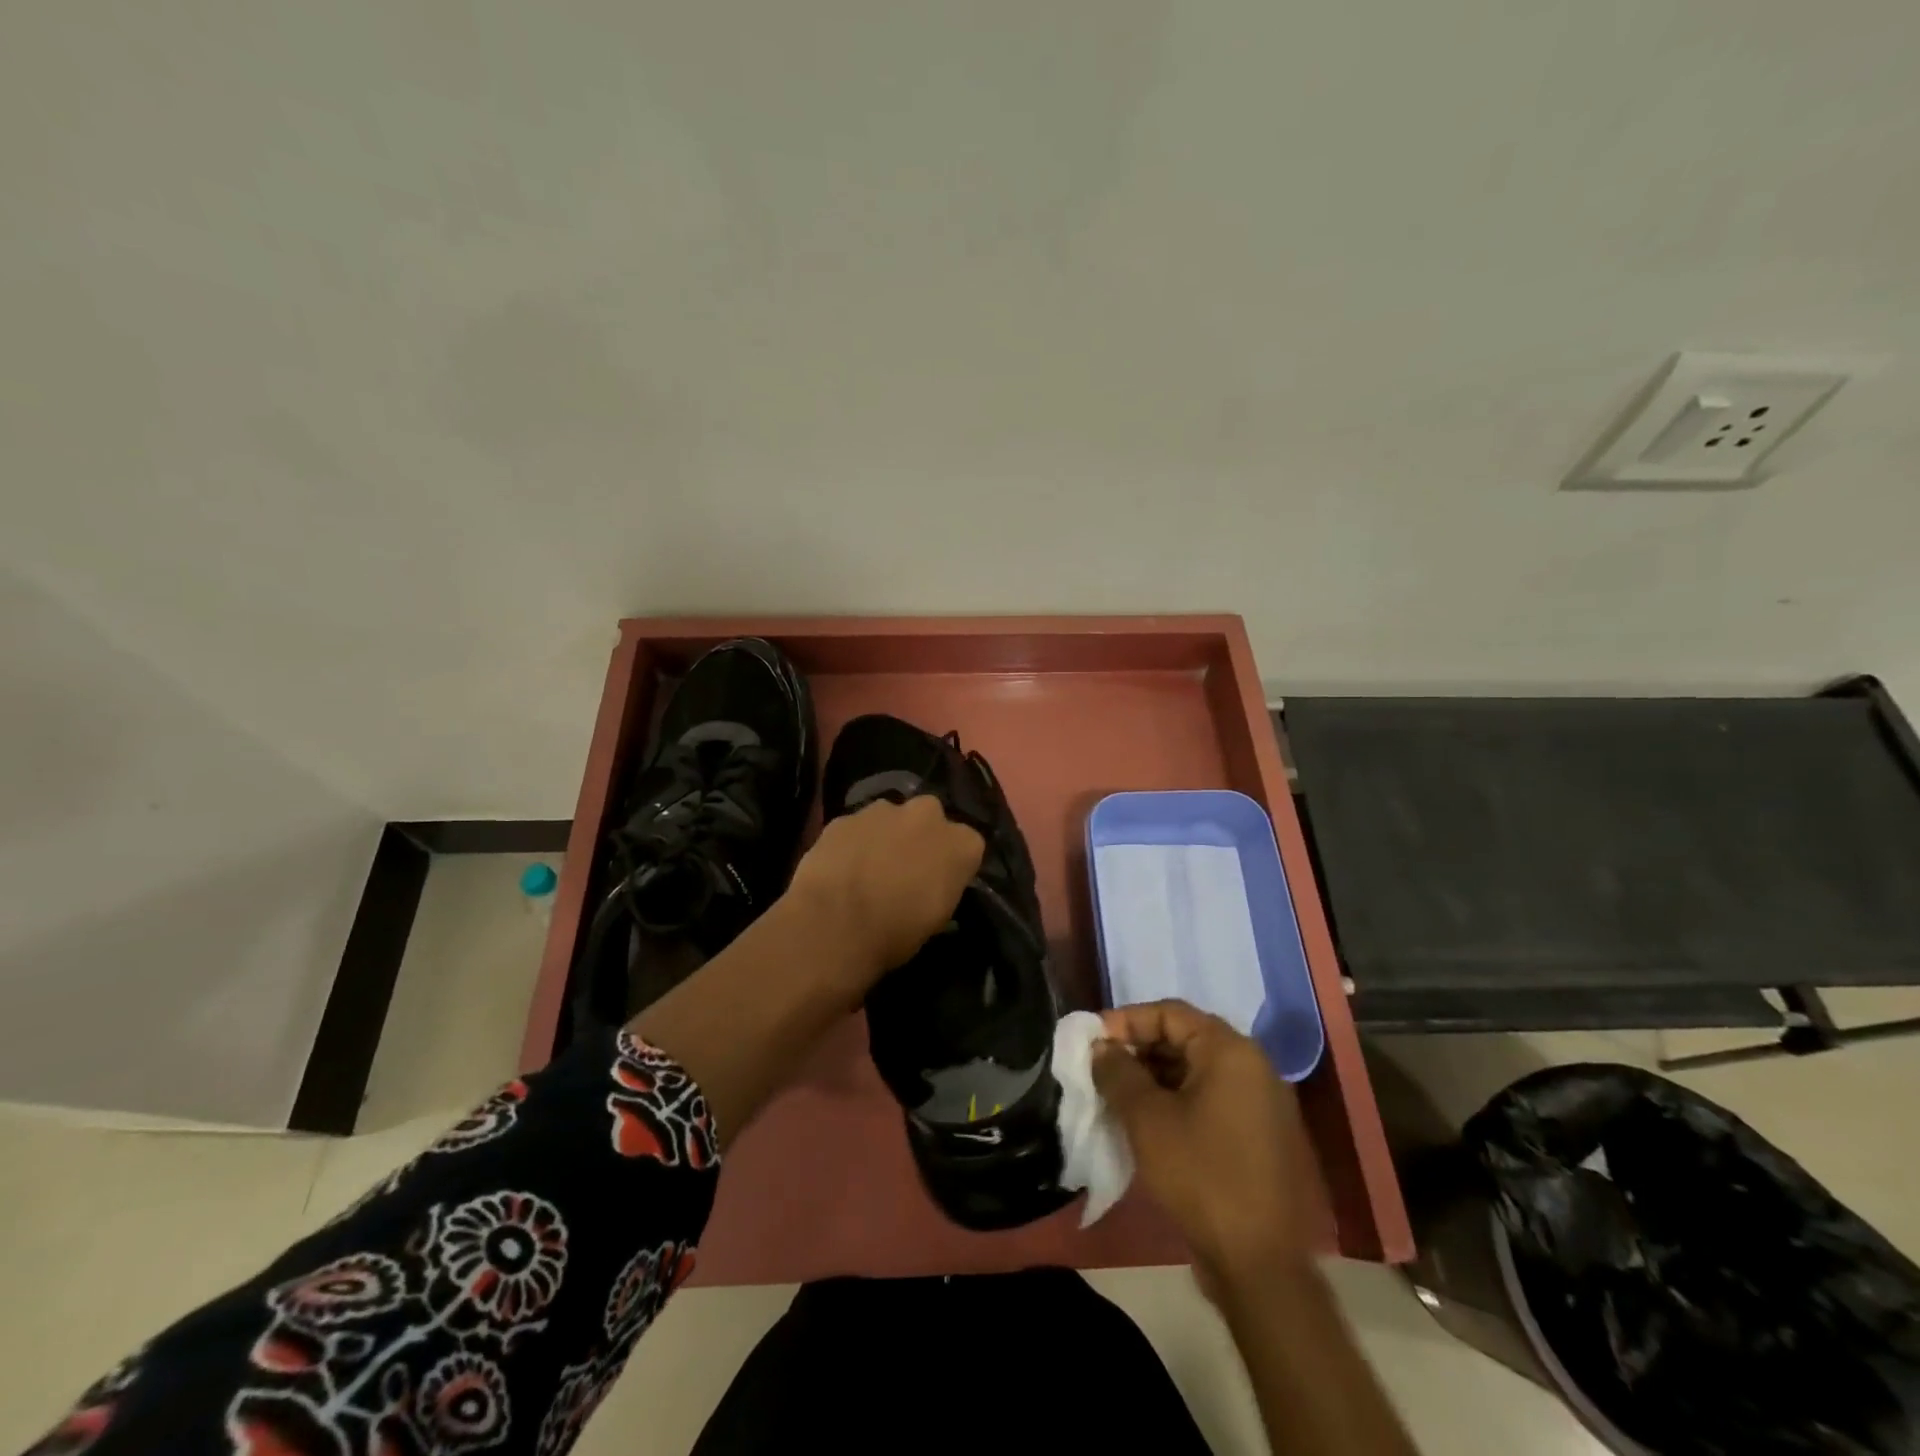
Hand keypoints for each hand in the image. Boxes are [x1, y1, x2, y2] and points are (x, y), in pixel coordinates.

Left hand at [784, 795, 984, 991]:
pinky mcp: (846, 816)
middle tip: (904, 870)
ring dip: (885, 836)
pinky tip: (841, 869)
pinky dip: (853, 842)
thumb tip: (931, 884)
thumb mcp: (936, 920)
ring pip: (891, 818)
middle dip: (920, 837)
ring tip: (867, 870)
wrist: (834, 924)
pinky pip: (856, 827)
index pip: (967, 845)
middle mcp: (928, 815)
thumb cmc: (896, 932)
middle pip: (930, 819)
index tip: (938, 883)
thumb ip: (941, 887)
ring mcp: (884, 810)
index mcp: (961, 843)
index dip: (951, 864)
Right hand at [1093, 1000, 1319, 1287]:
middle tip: (1100, 1066)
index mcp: (1230, 1051)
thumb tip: (1101, 1047)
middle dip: (1139, 1049)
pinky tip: (1145, 1121)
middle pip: (1185, 1038)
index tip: (1092, 1038)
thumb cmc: (1200, 1175)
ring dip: (1154, 1076)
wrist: (1259, 1266)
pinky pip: (1210, 1099)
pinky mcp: (1258, 1136)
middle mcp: (1252, 1067)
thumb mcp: (1147, 1119)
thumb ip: (1118, 1073)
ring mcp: (1260, 1103)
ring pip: (1196, 1071)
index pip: (1170, 1013)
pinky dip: (1176, 1100)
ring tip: (1115, 1094)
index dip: (1126, 1020)